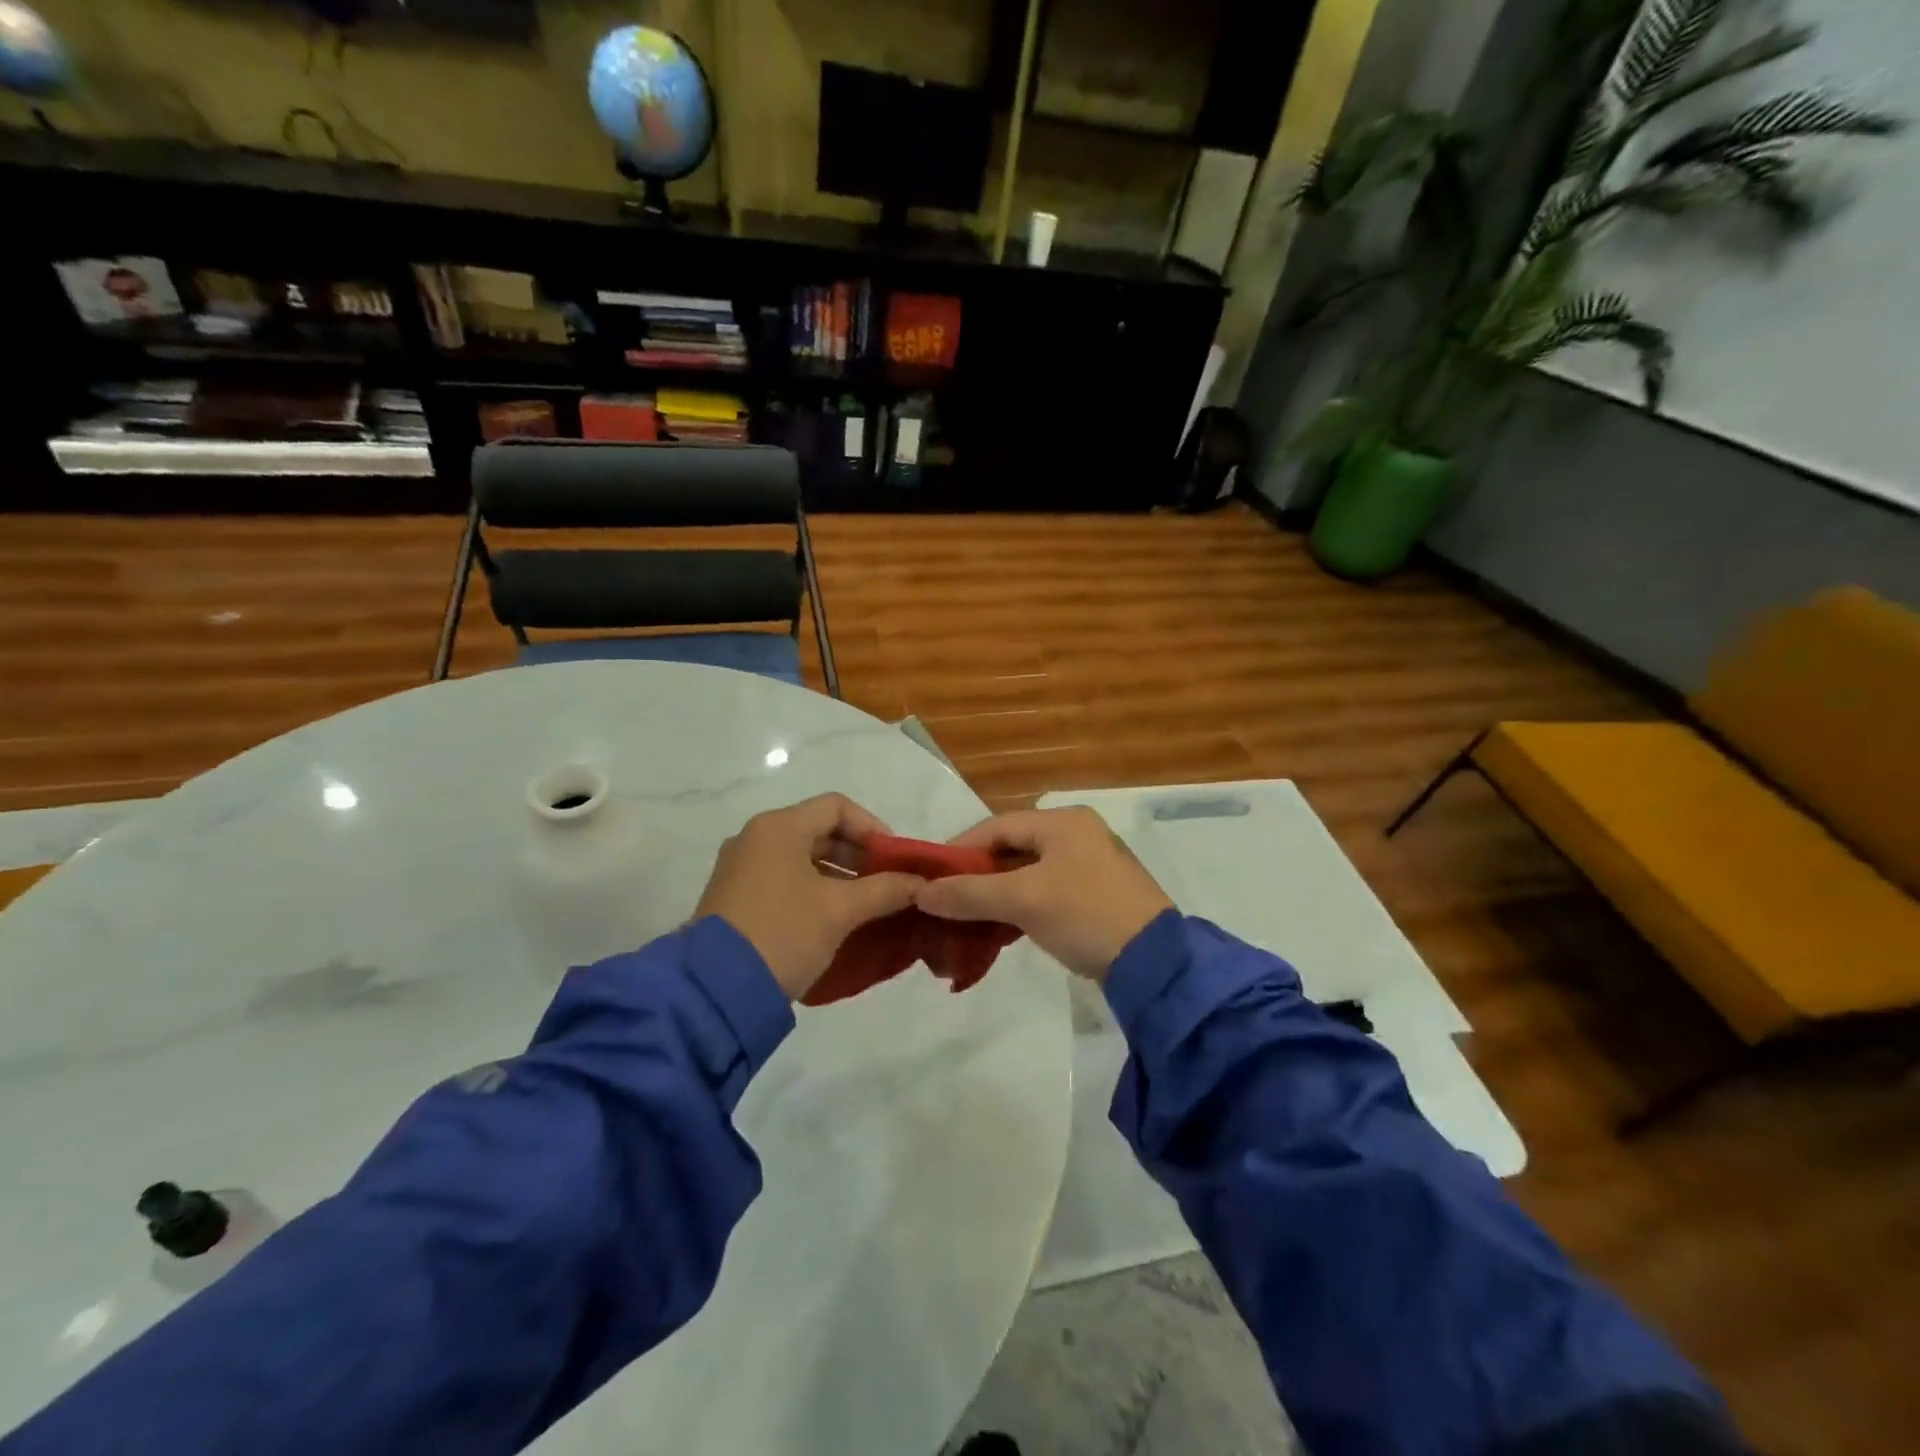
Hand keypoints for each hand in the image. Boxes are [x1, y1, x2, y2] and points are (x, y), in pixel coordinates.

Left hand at [695, 794, 924, 1000]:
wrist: (714, 991)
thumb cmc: (783, 933)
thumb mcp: (840, 910)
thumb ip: (885, 890)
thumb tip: (920, 883)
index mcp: (778, 827)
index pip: (837, 807)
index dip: (873, 828)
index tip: (895, 860)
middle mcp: (755, 838)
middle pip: (819, 831)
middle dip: (859, 856)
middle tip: (887, 884)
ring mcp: (740, 869)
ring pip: (801, 858)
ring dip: (839, 876)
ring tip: (867, 906)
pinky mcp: (734, 898)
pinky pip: (783, 880)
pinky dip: (813, 890)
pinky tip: (834, 919)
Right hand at [913, 807, 1173, 980]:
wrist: (1156, 964)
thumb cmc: (1086, 915)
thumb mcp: (1024, 901)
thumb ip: (970, 894)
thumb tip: (920, 893)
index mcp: (1064, 821)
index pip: (997, 826)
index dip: (960, 850)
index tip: (930, 878)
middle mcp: (1077, 833)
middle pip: (1012, 848)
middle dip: (977, 875)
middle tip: (946, 901)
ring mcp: (1090, 864)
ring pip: (1027, 872)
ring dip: (997, 894)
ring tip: (966, 919)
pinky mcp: (1096, 895)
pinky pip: (1046, 891)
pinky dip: (1020, 907)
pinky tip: (1001, 929)